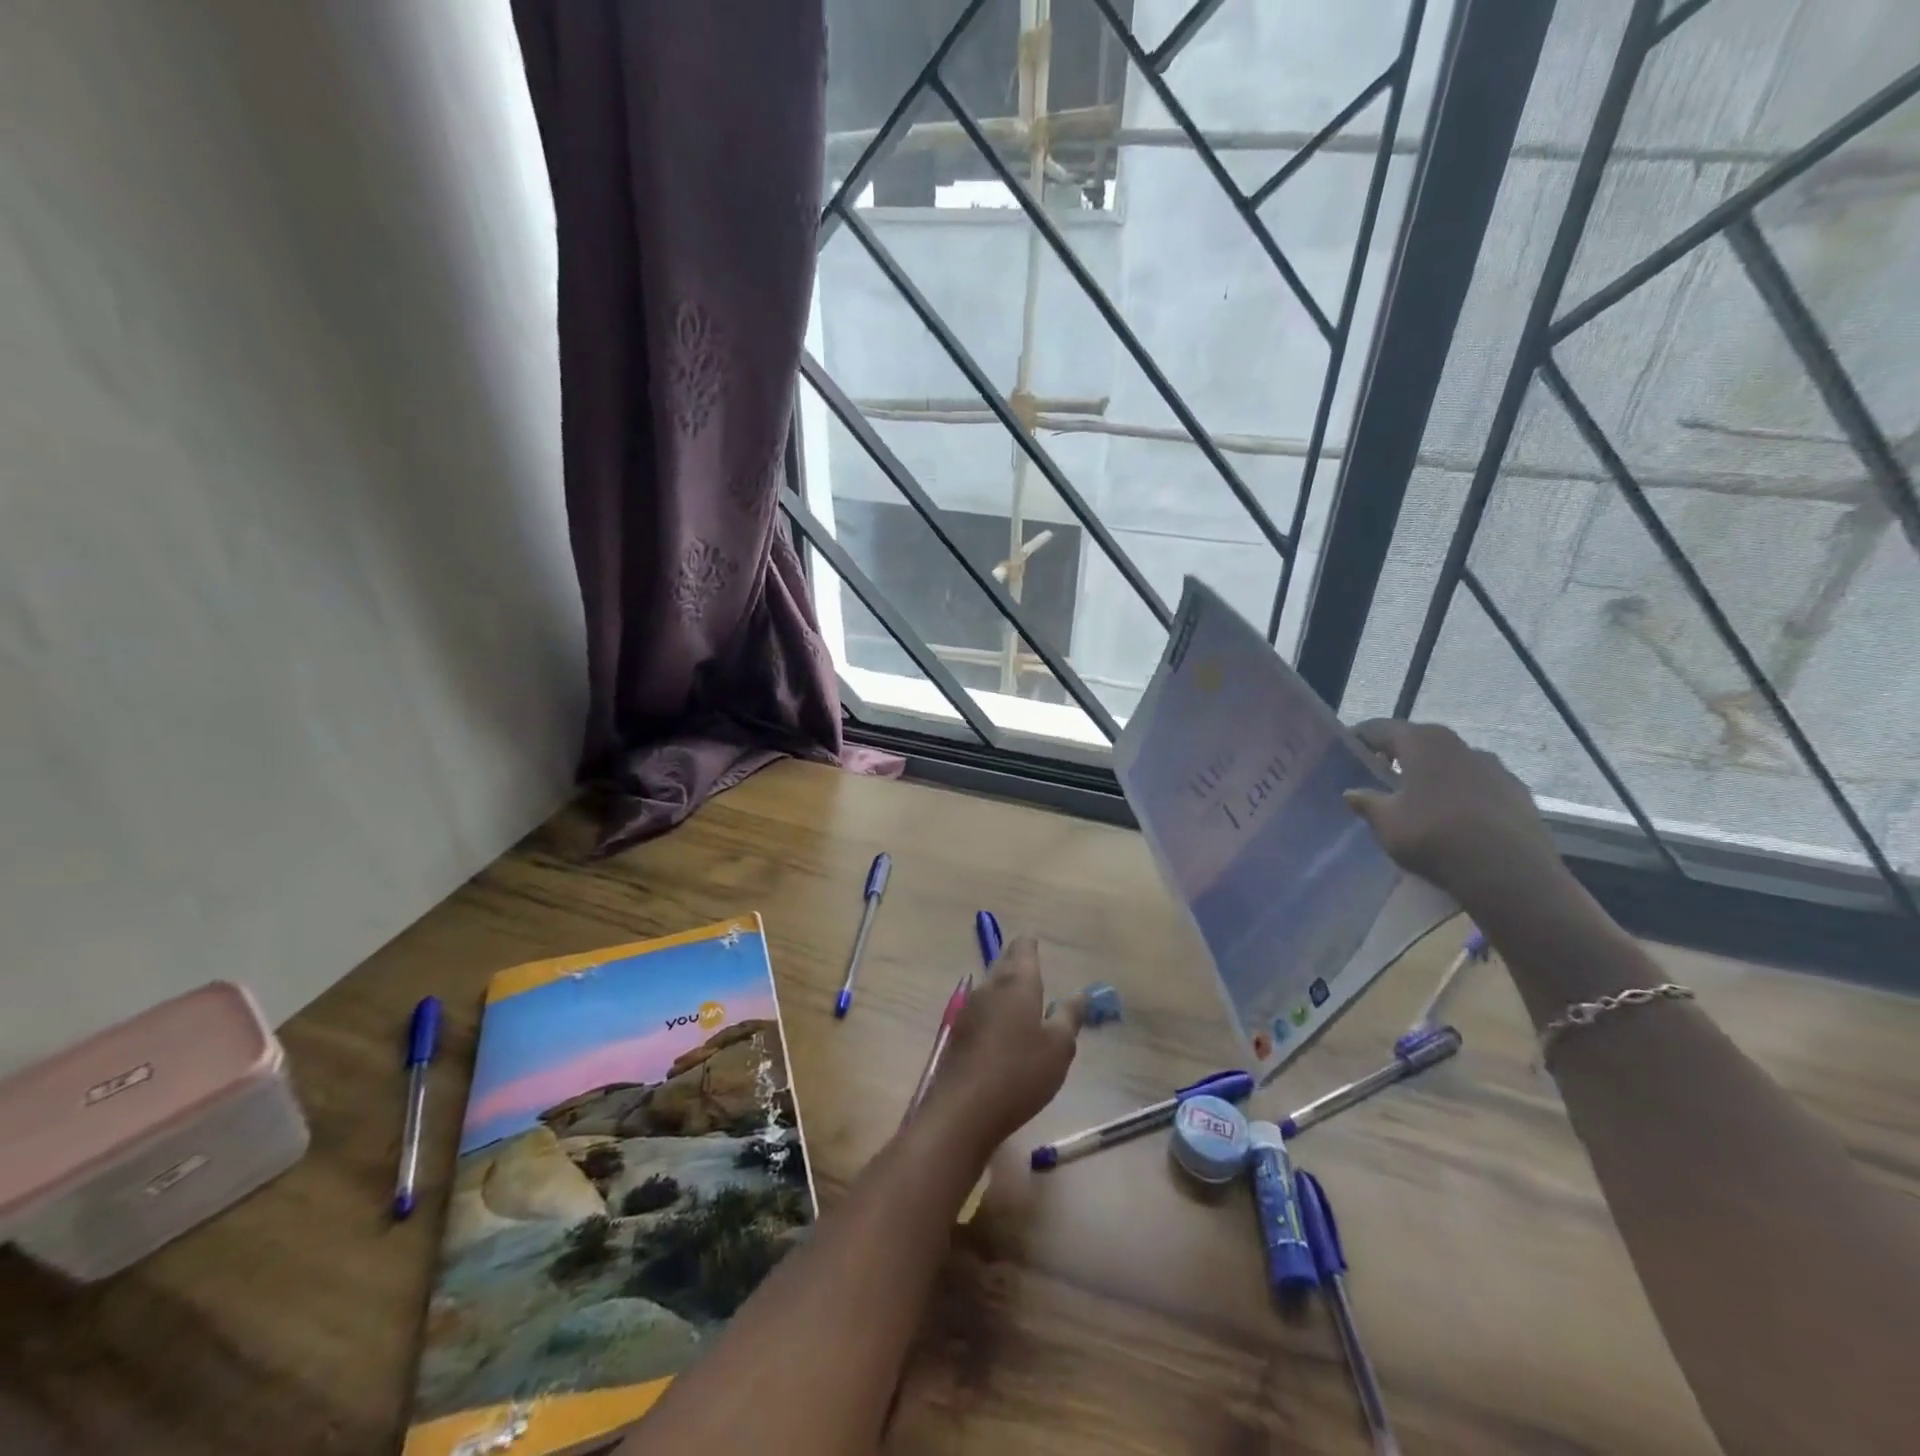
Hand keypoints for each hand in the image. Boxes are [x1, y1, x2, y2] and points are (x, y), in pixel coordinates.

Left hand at [921, 937, 1085, 1158]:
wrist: (963, 1109)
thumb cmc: (1020, 1072)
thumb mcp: (1059, 1047)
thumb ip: (1069, 1016)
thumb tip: (1080, 992)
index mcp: (1017, 982)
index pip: (1023, 949)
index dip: (1031, 945)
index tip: (1038, 945)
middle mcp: (989, 987)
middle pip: (1004, 964)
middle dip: (1018, 964)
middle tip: (1035, 970)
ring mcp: (969, 1009)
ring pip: (991, 987)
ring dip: (1006, 989)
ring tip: (1024, 1000)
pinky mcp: (959, 1033)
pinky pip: (982, 1011)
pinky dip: (995, 1012)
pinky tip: (1003, 1031)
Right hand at [1343, 719, 1567, 914]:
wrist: (1511, 874)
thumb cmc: (1435, 837)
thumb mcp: (1386, 823)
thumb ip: (1366, 802)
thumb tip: (1352, 793)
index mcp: (1422, 742)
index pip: (1380, 728)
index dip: (1359, 738)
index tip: (1345, 753)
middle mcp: (1459, 744)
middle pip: (1418, 741)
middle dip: (1396, 754)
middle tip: (1377, 774)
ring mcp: (1494, 766)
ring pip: (1450, 761)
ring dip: (1431, 773)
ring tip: (1417, 798)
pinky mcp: (1517, 791)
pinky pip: (1477, 783)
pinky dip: (1459, 792)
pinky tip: (1454, 817)